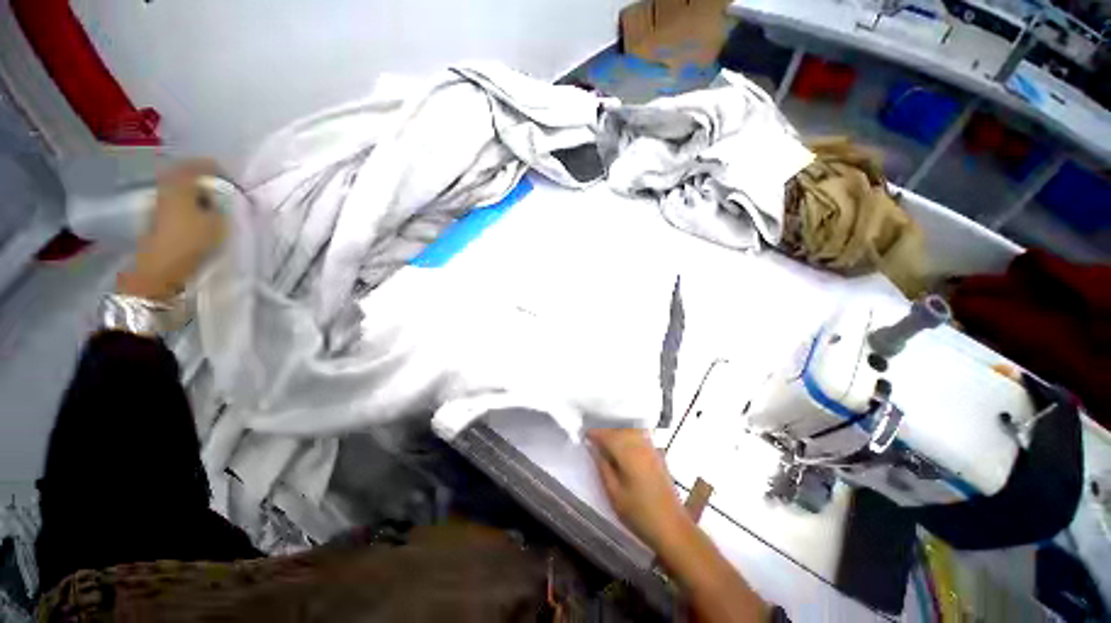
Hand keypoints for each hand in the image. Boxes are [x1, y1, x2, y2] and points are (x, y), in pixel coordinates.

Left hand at [117, 160, 226, 301]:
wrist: (159, 269)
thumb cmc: (190, 242)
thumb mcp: (217, 222)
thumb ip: (222, 205)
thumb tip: (224, 196)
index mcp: (180, 183)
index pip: (200, 165)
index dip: (217, 169)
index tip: (233, 178)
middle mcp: (166, 188)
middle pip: (186, 175)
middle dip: (204, 180)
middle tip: (223, 188)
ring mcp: (158, 203)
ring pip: (180, 189)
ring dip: (196, 193)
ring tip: (213, 203)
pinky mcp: (156, 219)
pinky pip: (176, 202)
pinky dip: (189, 204)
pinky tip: (199, 214)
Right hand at [587, 428, 692, 551]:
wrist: (673, 528)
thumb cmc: (640, 514)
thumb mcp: (614, 494)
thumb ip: (603, 467)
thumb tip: (594, 449)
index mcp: (628, 454)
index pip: (608, 435)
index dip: (595, 433)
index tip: (584, 435)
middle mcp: (641, 445)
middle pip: (620, 429)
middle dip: (606, 430)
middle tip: (593, 438)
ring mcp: (652, 449)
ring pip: (631, 430)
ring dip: (618, 431)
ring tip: (607, 441)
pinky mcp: (658, 455)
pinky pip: (640, 436)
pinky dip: (629, 435)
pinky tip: (624, 446)